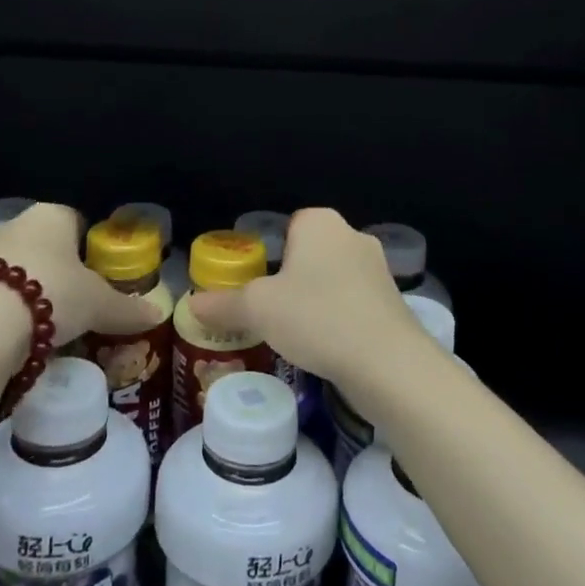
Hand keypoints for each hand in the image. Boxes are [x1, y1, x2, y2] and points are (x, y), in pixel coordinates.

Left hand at [0, 202, 159, 353]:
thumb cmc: (53, 294)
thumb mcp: (99, 305)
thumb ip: (127, 308)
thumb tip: (158, 314)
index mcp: (52, 214)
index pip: (77, 220)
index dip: (90, 247)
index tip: (99, 275)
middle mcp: (16, 224)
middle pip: (45, 245)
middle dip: (60, 270)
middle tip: (77, 302)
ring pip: (18, 267)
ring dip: (30, 289)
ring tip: (48, 323)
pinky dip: (7, 308)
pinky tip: (18, 333)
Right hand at [188, 207, 425, 389]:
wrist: (388, 362)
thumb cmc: (317, 317)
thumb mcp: (258, 309)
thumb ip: (224, 304)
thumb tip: (191, 306)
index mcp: (320, 223)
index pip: (287, 225)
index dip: (269, 253)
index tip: (256, 284)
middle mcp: (352, 235)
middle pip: (309, 252)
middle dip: (291, 278)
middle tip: (269, 310)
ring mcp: (378, 268)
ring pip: (333, 278)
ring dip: (316, 300)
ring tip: (296, 333)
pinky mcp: (393, 301)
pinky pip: (353, 301)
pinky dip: (339, 318)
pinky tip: (326, 345)